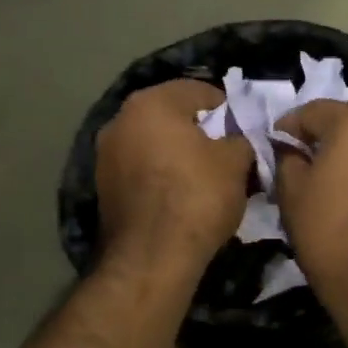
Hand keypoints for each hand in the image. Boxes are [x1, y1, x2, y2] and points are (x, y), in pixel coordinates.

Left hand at [96, 81, 252, 273]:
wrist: (152, 257)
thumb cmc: (197, 196)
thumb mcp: (236, 161)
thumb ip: (241, 139)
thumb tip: (239, 139)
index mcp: (151, 103)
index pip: (199, 90)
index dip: (228, 109)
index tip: (245, 132)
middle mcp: (120, 120)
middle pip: (172, 116)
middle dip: (202, 132)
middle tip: (229, 154)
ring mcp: (106, 155)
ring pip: (155, 144)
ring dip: (180, 154)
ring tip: (207, 178)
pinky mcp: (103, 187)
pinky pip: (142, 170)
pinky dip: (162, 175)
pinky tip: (182, 196)